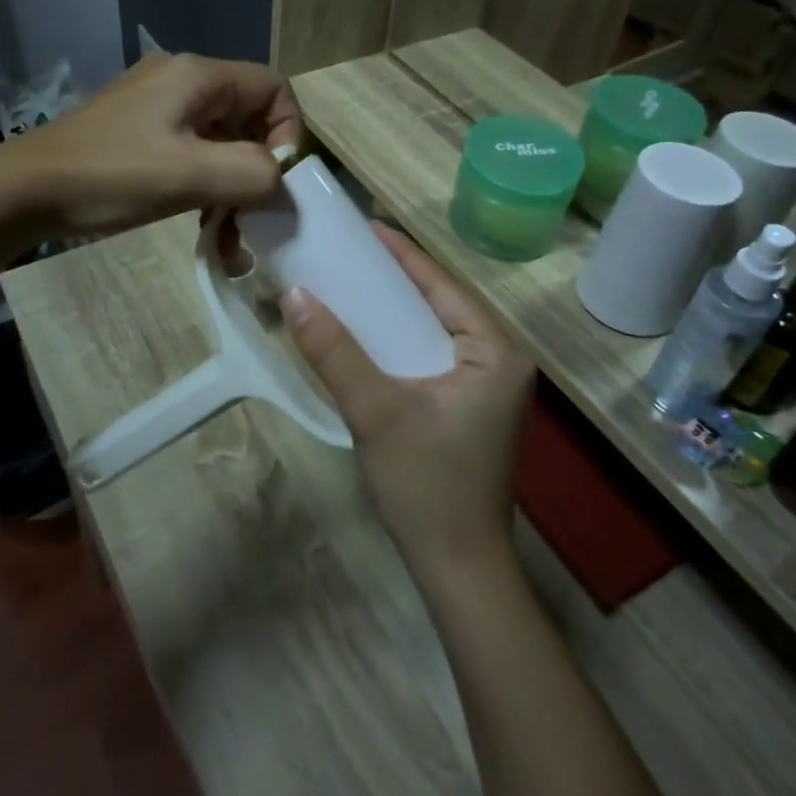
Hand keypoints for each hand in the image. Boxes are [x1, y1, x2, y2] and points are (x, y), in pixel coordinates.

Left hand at [11, 53, 302, 236]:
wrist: (26, 190)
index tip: (275, 180)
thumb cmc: (112, 175)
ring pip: (222, 140)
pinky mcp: (141, 132)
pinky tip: (202, 222)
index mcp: (199, 76)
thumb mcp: (191, 175)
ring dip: (233, 185)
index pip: (274, 89)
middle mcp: (183, 81)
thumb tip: (280, 181)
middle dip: (258, 168)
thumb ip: (253, 174)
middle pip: (249, 116)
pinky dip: (206, 185)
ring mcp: (159, 106)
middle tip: (252, 216)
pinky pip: (194, 153)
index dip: (288, 133)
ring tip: (227, 233)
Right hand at [281, 223, 533, 587]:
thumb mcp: (376, 412)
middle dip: (395, 279)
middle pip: (440, 304)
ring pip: (434, 331)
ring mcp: (488, 388)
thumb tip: (294, 294)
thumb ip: (335, 352)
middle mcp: (501, 361)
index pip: (444, 285)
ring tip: (350, 285)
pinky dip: (399, 343)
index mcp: (495, 352)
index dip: (402, 253)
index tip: (363, 226)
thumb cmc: (427, 486)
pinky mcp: (471, 408)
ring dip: (395, 311)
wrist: (458, 569)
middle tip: (347, 253)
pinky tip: (366, 337)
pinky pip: (432, 357)